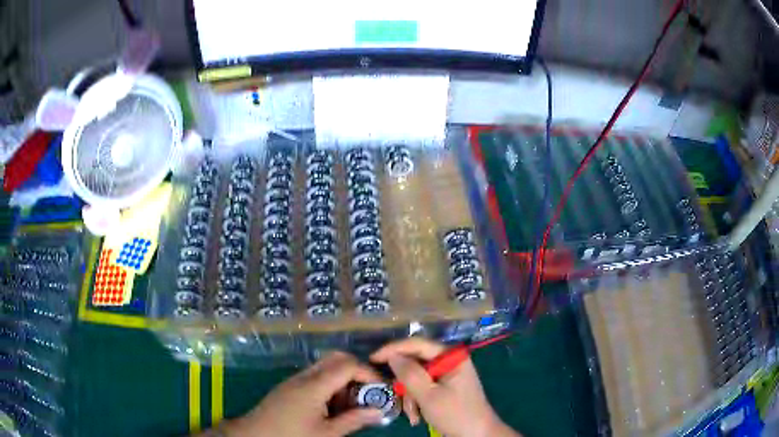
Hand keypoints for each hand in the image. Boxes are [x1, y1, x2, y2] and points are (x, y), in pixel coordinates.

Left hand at [223, 351, 383, 436]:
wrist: (254, 435)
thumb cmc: (291, 436)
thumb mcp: (326, 433)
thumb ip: (354, 420)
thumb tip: (379, 411)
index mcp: (314, 386)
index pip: (347, 364)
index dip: (368, 373)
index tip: (380, 389)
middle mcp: (305, 376)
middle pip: (336, 358)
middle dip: (357, 371)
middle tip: (368, 392)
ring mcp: (295, 379)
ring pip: (326, 366)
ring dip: (344, 378)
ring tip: (352, 402)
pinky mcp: (290, 386)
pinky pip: (316, 376)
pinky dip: (331, 384)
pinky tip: (333, 406)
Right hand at [371, 338, 518, 436]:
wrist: (477, 436)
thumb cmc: (456, 414)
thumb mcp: (429, 396)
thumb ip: (409, 374)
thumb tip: (392, 355)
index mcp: (451, 357)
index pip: (417, 344)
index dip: (393, 349)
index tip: (372, 358)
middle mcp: (449, 361)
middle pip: (415, 363)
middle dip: (405, 385)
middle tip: (397, 397)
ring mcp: (447, 375)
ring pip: (416, 378)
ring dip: (410, 398)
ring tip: (413, 416)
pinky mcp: (444, 388)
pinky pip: (422, 388)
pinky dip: (416, 402)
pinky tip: (417, 417)